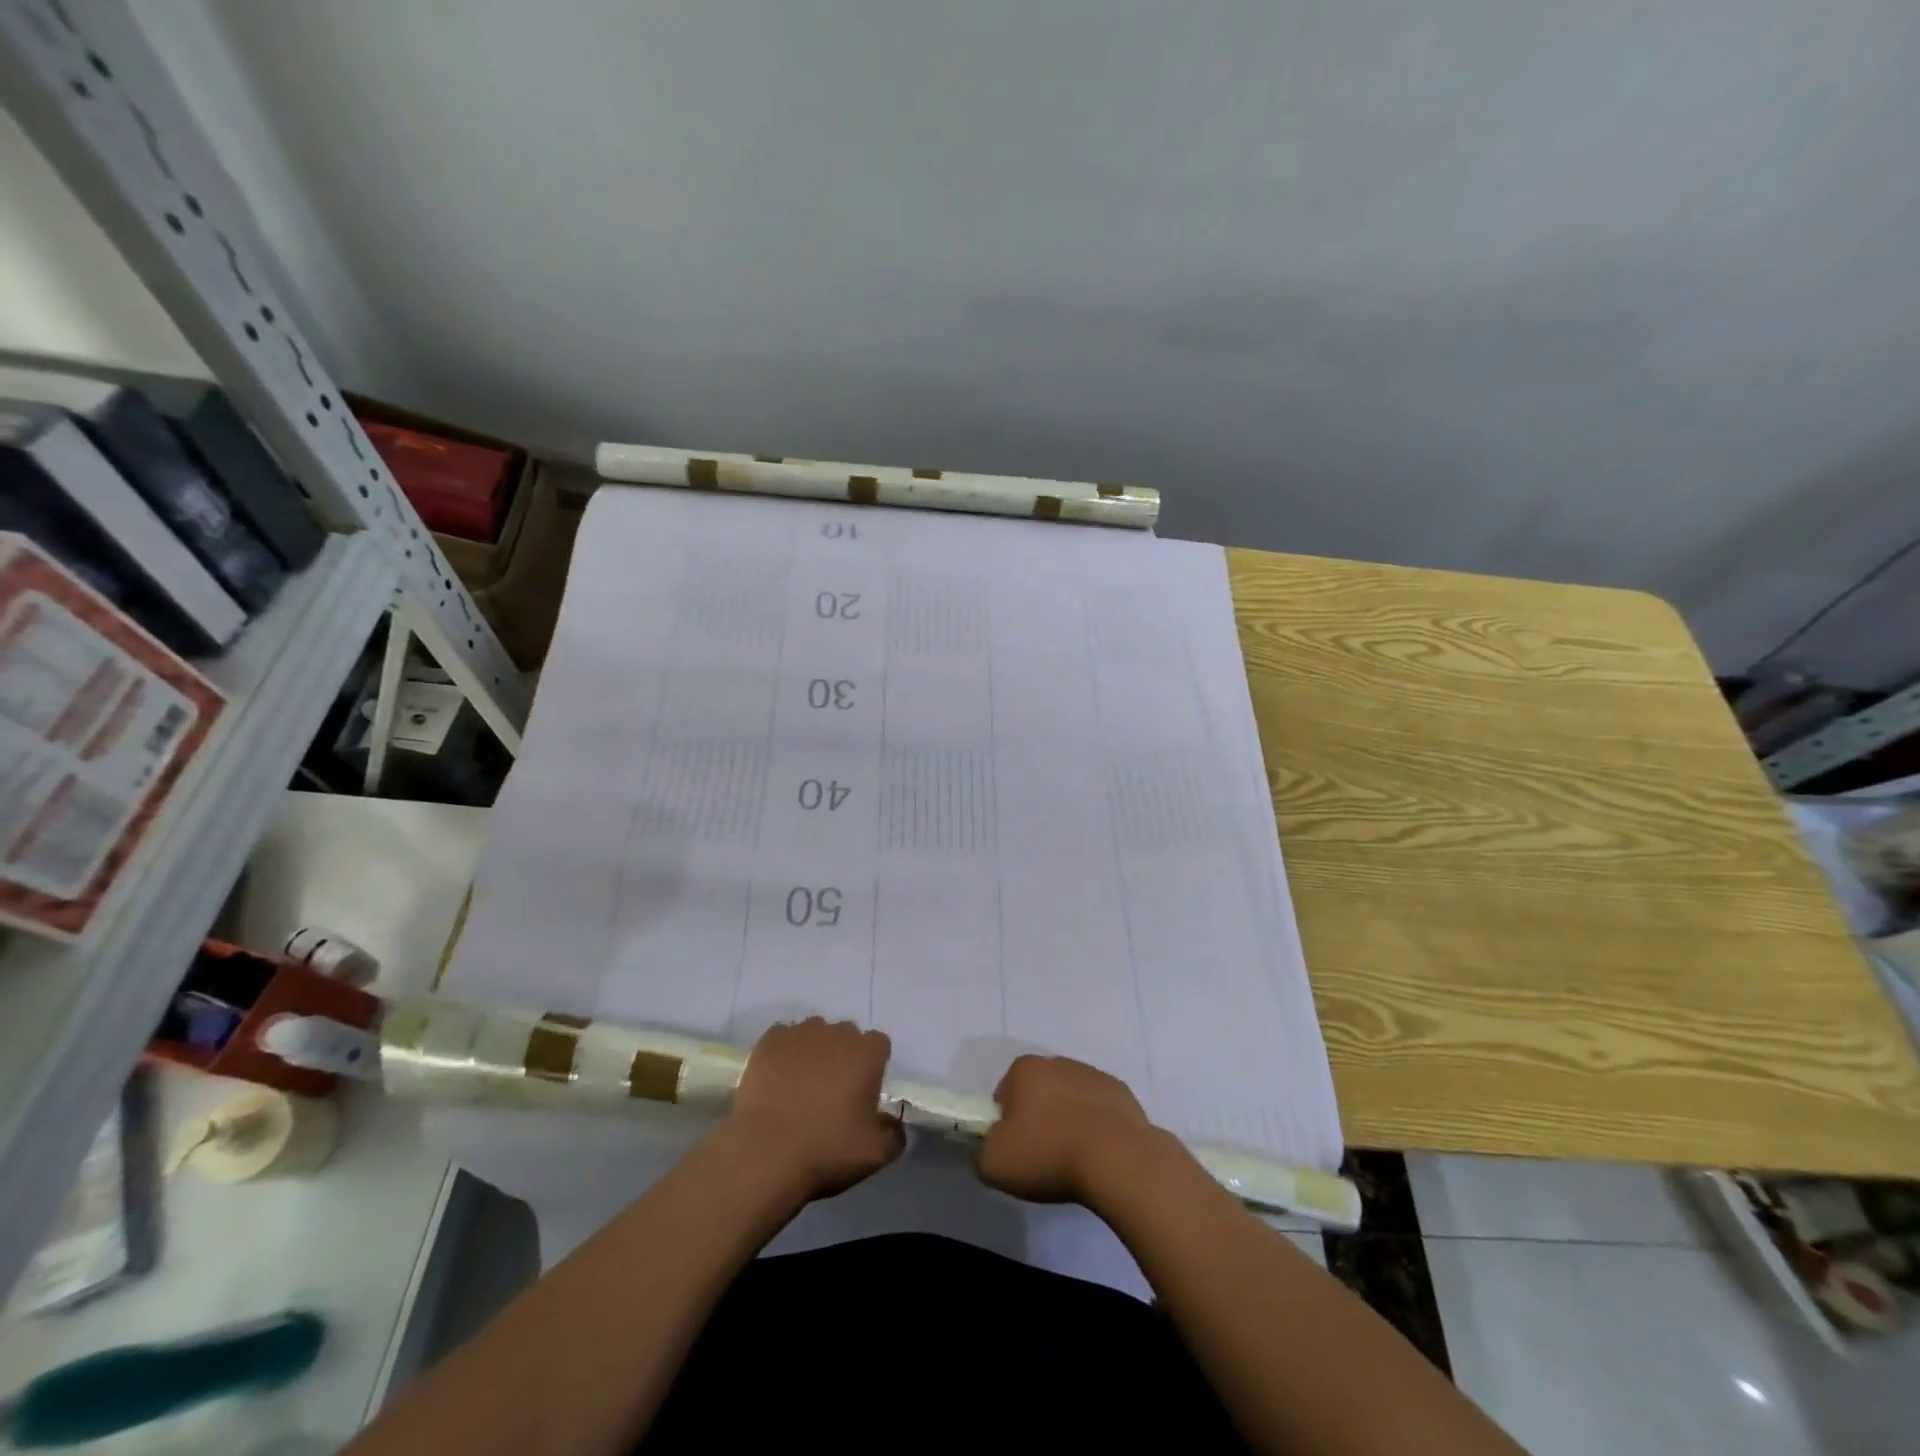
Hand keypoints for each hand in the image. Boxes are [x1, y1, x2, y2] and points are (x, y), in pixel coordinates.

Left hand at [726, 1018, 903, 1200]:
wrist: (766, 1154)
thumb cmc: (827, 1149)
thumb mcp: (876, 1153)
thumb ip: (895, 1134)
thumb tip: (894, 1123)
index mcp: (867, 1052)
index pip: (879, 1045)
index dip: (872, 1067)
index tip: (862, 1093)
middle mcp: (836, 1033)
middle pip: (846, 1036)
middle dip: (843, 1057)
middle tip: (832, 1093)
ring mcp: (800, 1033)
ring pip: (814, 1035)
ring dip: (813, 1052)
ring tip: (801, 1087)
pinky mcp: (769, 1041)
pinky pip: (782, 1039)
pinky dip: (783, 1053)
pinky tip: (777, 1080)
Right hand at [976, 1054, 1161, 1205]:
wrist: (1116, 1160)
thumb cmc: (1048, 1154)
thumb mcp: (993, 1163)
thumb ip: (982, 1150)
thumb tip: (992, 1146)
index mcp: (1025, 1069)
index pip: (1004, 1095)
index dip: (1006, 1125)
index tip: (1017, 1151)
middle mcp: (1058, 1062)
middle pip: (1039, 1093)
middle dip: (1038, 1119)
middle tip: (1043, 1158)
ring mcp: (1093, 1075)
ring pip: (1071, 1100)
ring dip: (1068, 1122)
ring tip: (1075, 1160)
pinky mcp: (1122, 1094)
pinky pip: (1100, 1111)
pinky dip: (1097, 1128)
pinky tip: (1099, 1155)